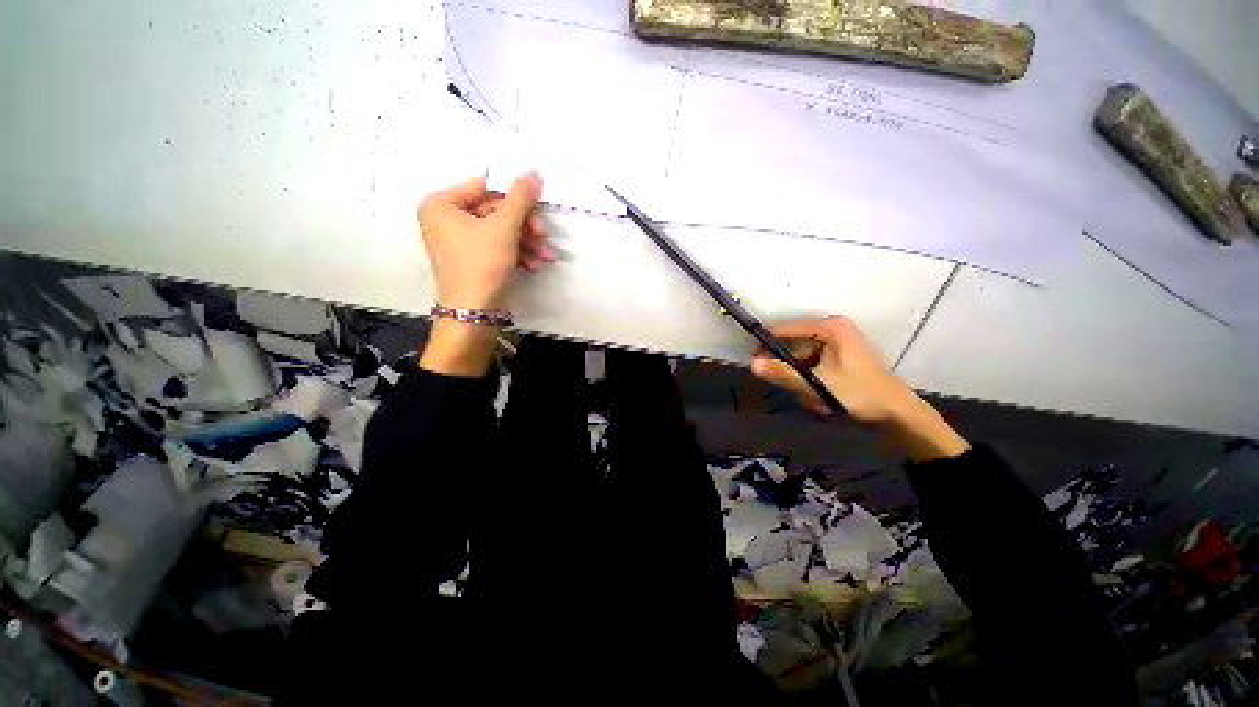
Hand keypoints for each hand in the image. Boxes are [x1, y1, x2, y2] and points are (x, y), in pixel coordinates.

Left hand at [417, 173, 551, 378]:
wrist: (474, 313)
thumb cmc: (481, 265)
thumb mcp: (504, 228)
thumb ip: (520, 198)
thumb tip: (534, 172)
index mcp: (442, 204)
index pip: (484, 188)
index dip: (514, 196)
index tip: (539, 204)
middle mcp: (446, 220)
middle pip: (495, 212)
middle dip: (525, 227)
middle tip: (544, 234)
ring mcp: (460, 242)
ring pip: (501, 233)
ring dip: (527, 243)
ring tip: (546, 256)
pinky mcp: (473, 260)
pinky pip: (498, 248)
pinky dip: (518, 254)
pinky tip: (535, 264)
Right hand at [749, 316, 969, 461]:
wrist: (898, 413)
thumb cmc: (859, 393)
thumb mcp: (817, 384)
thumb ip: (783, 374)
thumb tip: (752, 365)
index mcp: (829, 328)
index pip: (785, 329)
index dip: (766, 344)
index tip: (753, 361)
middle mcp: (833, 329)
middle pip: (795, 347)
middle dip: (792, 371)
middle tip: (792, 390)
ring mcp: (838, 343)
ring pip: (803, 360)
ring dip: (803, 381)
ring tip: (814, 400)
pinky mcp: (840, 357)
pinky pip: (814, 366)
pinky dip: (813, 382)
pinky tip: (821, 400)